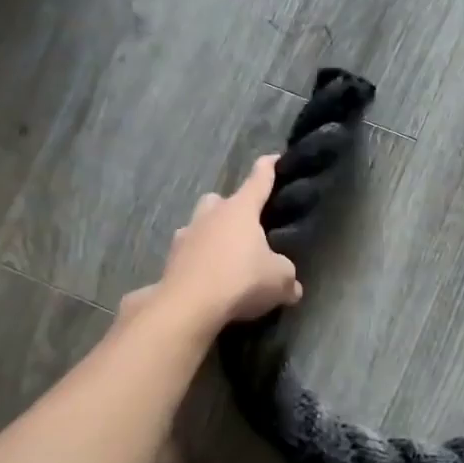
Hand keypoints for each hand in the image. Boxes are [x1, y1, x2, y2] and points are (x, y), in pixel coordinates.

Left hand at [157, 155, 302, 326]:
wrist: (189, 305)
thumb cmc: (242, 280)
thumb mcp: (279, 280)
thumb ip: (288, 278)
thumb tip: (293, 287)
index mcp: (240, 210)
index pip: (258, 181)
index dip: (267, 169)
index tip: (272, 157)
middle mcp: (211, 215)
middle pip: (220, 200)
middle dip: (230, 208)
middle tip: (243, 226)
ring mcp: (186, 236)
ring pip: (199, 224)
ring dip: (210, 234)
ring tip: (224, 256)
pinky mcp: (170, 260)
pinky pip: (187, 253)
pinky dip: (197, 260)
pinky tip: (207, 278)